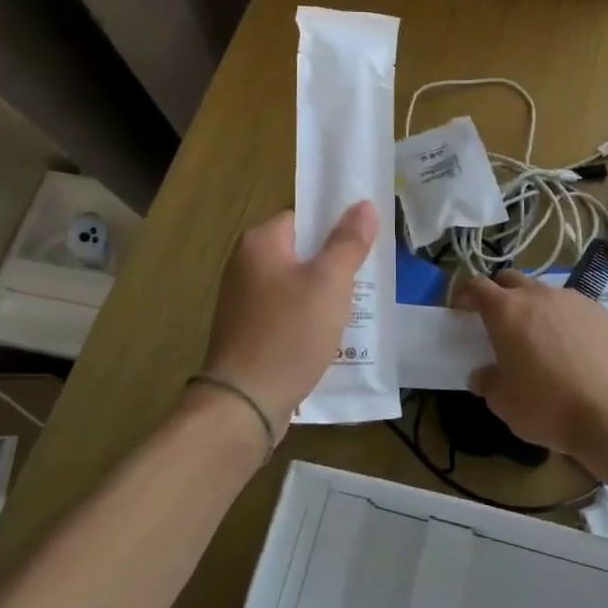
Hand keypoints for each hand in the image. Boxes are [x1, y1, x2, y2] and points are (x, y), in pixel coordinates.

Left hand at [200, 201, 379, 433]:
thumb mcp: (330, 282)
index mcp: (260, 242)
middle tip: (365, 279)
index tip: (363, 245)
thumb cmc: (290, 332)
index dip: (335, 228)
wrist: (245, 403)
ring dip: (322, 295)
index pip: (304, 218)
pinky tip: (328, 337)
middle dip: (333, 265)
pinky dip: (306, 319)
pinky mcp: (246, 331)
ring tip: (354, 309)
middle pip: (300, 252)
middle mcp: (245, 264)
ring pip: (295, 285)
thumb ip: (348, 242)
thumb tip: (364, 205)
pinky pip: (285, 312)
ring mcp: (242, 300)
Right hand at [456, 270, 607, 459]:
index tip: (462, 310)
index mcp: (506, 311)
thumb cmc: (545, 406)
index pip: (477, 286)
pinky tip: (571, 344)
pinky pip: (572, 305)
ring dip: (533, 305)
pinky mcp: (599, 310)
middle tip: (498, 320)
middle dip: (499, 293)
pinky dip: (563, 317)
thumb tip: (483, 374)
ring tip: (538, 334)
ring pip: (543, 291)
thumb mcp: (502, 401)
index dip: (465, 294)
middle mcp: (537, 295)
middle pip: (510, 279)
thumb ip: (486, 381)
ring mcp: (571, 299)